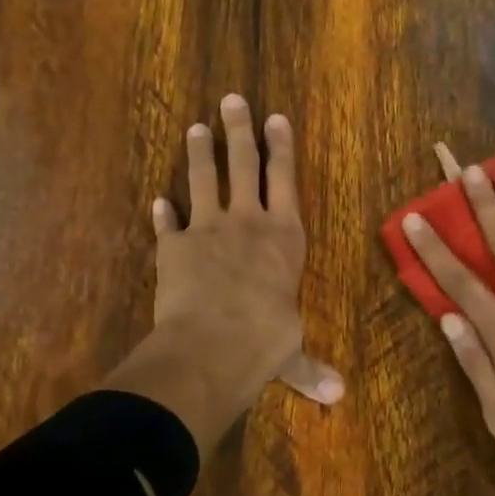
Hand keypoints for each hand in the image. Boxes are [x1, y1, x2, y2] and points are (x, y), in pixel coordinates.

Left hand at [105, 96, 341, 459]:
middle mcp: (248, 222)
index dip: (281, 146)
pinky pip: (168, 224)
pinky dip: (163, 212)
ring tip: (197, 126)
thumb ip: (308, 368)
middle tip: (232, 98)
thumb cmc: (266, 339)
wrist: (213, 344)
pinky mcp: (174, 247)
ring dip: (201, 152)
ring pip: (205, 179)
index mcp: (284, 236)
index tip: (276, 116)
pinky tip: (158, 199)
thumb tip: (337, 397)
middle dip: (241, 130)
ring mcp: (208, 229)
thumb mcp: (291, 352)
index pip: (285, 179)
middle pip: (244, 164)